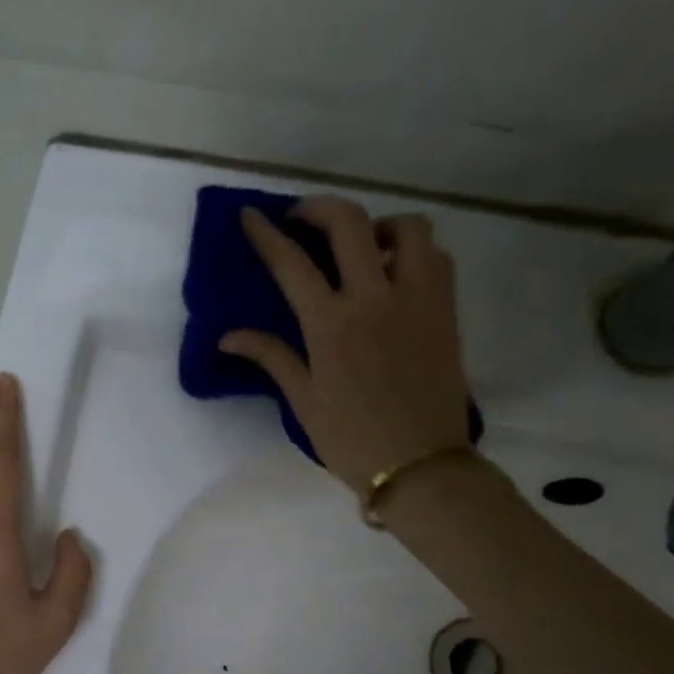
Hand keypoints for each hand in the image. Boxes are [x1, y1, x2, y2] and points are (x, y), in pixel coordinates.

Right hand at [222, 197, 471, 492]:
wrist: (420, 465)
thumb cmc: (352, 439)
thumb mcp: (304, 400)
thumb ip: (271, 356)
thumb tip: (228, 337)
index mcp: (331, 326)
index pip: (291, 264)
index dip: (266, 235)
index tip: (250, 215)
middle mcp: (375, 299)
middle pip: (349, 223)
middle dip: (319, 208)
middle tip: (302, 218)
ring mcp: (417, 299)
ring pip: (407, 228)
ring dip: (378, 225)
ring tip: (362, 247)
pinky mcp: (445, 310)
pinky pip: (435, 258)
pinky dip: (413, 252)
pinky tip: (396, 274)